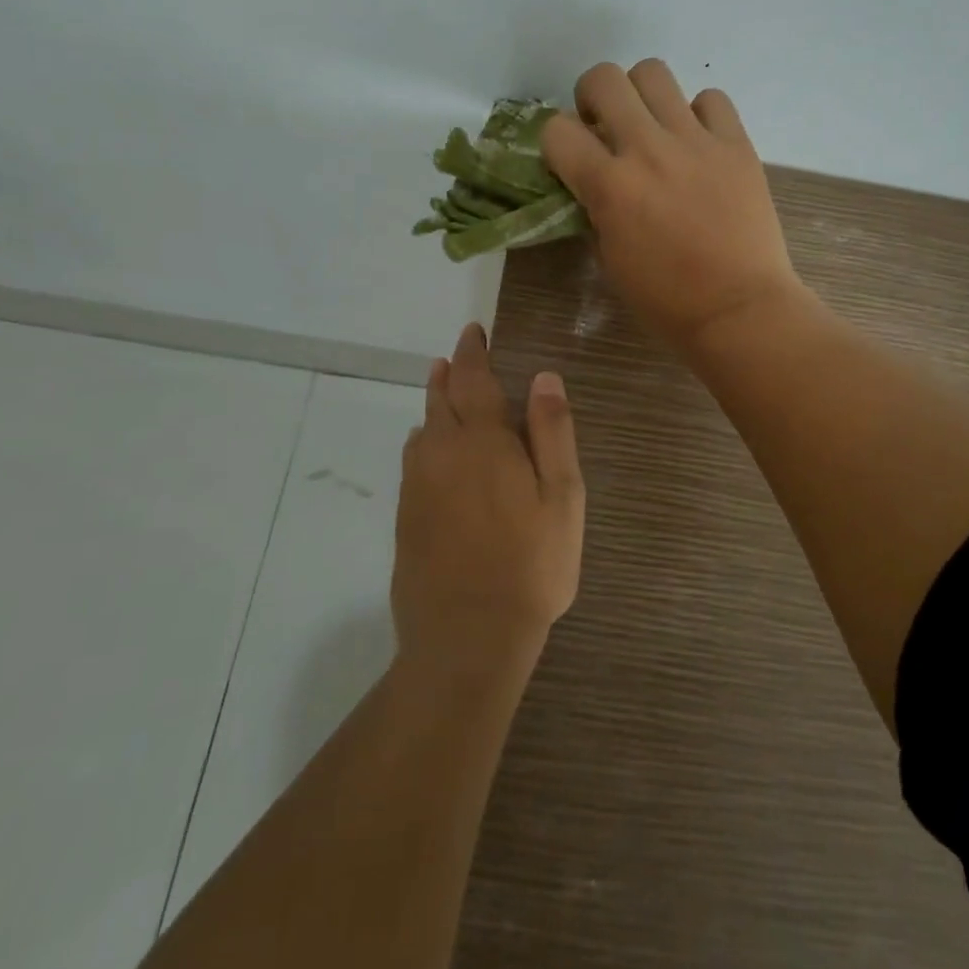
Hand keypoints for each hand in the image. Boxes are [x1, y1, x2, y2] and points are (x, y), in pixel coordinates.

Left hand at [394, 322, 585, 675]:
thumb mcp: (562, 497)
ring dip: (434, 405)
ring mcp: (418, 484)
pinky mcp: (406, 515)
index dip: (473, 351)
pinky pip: (413, 461)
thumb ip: (552, 432)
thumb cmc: (531, 564)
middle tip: (455, 358)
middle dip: (450, 374)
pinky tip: (428, 450)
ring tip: (442, 392)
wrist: (467, 636)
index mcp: (484, 440)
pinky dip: (422, 442)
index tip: (473, 332)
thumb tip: (544, 376)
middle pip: (441, 399)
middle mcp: (442, 452)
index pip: (474, 378)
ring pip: (423, 428)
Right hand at [543, 59, 806, 352]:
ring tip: (652, 126)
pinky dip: (697, 114)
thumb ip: (595, 209)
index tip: (570, 160)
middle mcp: (648, 149)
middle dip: (592, 98)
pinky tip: (698, 144)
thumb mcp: (610, 258)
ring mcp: (696, 141)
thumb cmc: (667, 300)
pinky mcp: (737, 143)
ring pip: (654, 73)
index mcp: (609, 186)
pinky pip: (710, 99)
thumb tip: (593, 182)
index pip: (557, 129)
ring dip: (641, 95)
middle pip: (603, 78)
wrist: (739, 310)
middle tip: (606, 127)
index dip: (557, 143)